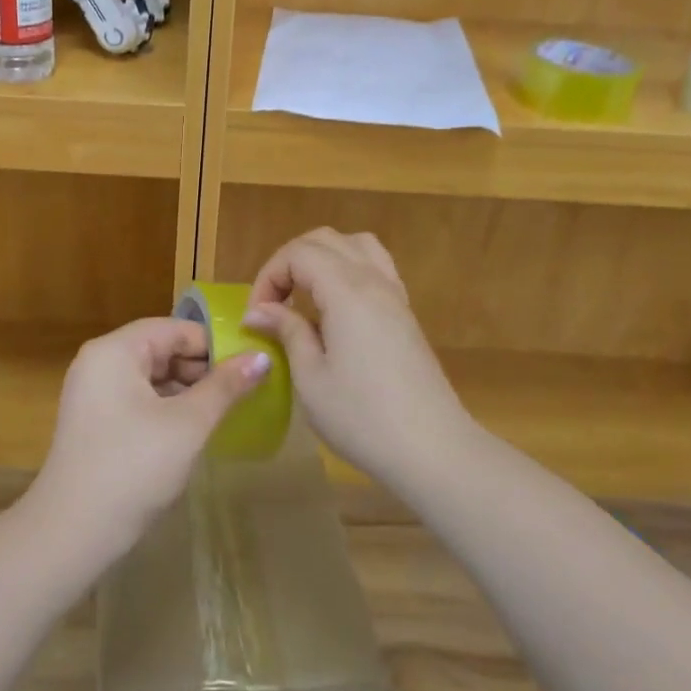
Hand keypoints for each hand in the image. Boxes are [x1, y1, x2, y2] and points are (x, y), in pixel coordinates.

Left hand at [27, 318, 269, 558]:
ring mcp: (93, 393)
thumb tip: (263, 357)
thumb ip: (225, 387)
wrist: (71, 534)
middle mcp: (99, 362)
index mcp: (115, 351)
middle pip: (161, 349)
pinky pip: (138, 399)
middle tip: (243, 392)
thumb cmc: (133, 468)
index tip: (251, 366)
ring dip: (187, 390)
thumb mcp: (187, 424)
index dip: (214, 344)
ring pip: (151, 376)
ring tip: (225, 411)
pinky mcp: (95, 421)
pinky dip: (167, 407)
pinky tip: (193, 429)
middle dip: (202, 368)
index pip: (174, 329)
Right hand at [243, 228, 470, 492]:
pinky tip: (336, 308)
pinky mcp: (406, 314)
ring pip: (355, 246)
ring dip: (322, 258)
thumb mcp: (311, 378)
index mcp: (346, 291)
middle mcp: (373, 281)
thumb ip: (287, 332)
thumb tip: (260, 312)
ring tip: (304, 294)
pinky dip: (348, 270)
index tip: (257, 317)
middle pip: (325, 240)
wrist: (434, 450)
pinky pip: (376, 267)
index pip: (298, 253)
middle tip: (273, 303)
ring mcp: (394, 295)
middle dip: (290, 262)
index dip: (269, 276)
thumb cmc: (363, 418)